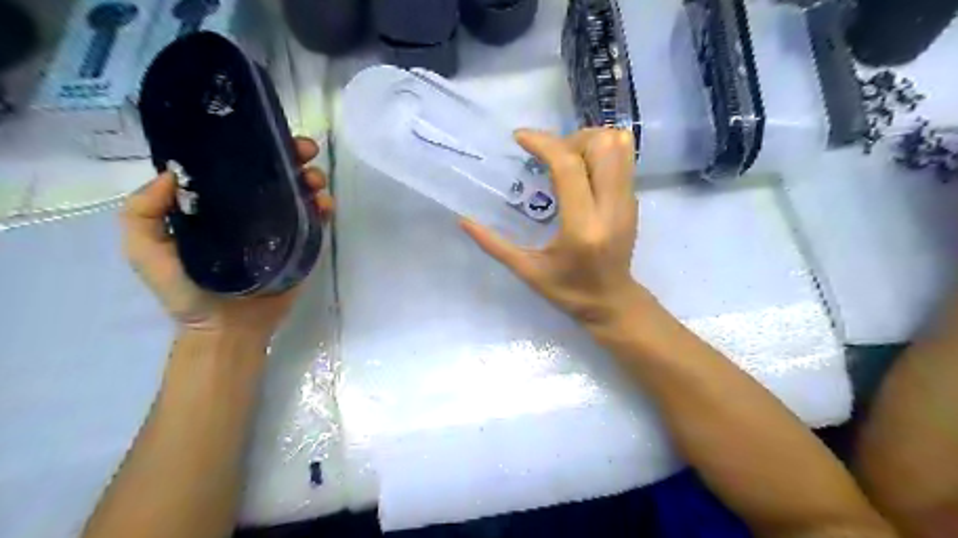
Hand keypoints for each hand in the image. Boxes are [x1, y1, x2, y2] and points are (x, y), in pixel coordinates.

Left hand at [122, 137, 334, 341]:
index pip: (235, 167)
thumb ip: (142, 213)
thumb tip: (172, 174)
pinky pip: (315, 221)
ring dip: (311, 178)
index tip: (264, 133)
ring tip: (315, 178)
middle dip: (292, 156)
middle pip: (274, 174)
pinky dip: (323, 207)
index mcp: (216, 206)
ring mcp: (279, 227)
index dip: (251, 146)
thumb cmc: (185, 292)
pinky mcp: (300, 246)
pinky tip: (325, 203)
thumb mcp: (146, 252)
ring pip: (299, 193)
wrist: (227, 329)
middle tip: (304, 150)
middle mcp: (250, 210)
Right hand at [463, 127, 650, 329]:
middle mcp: (611, 208)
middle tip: (548, 157)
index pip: (568, 166)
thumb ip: (494, 244)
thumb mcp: (527, 271)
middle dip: (570, 139)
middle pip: (601, 145)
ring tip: (567, 160)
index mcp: (582, 227)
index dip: (543, 143)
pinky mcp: (634, 201)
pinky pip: (623, 158)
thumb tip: (463, 220)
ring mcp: (628, 202)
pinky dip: (600, 152)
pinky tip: (581, 173)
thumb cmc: (568, 291)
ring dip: (589, 141)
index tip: (520, 138)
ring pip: (619, 145)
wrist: (612, 303)